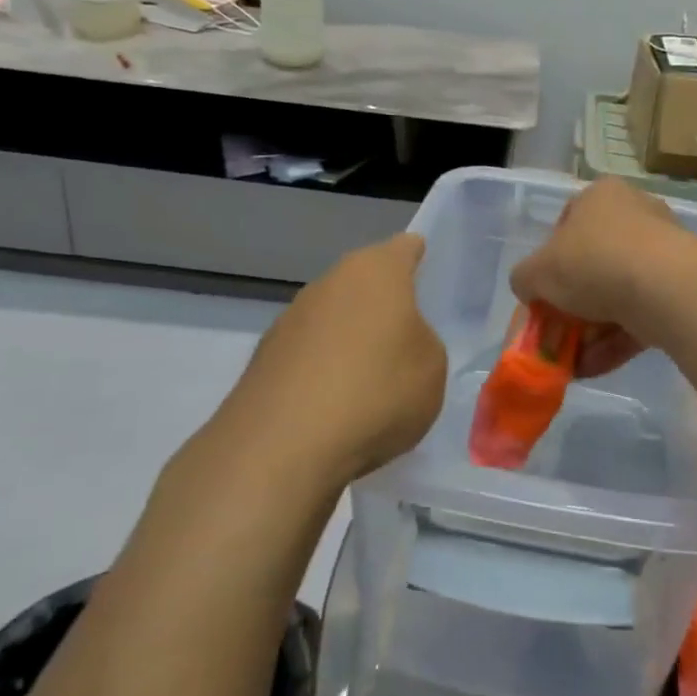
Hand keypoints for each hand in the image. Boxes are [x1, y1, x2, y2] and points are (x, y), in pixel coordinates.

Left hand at [219, 233, 446, 487]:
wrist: (282, 447)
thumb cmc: (376, 391)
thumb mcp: (432, 368)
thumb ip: (422, 342)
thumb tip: (401, 342)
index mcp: (376, 270)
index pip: (405, 248)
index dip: (420, 259)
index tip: (431, 281)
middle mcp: (329, 282)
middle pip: (365, 282)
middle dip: (384, 304)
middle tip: (408, 338)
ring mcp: (290, 318)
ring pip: (334, 318)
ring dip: (351, 339)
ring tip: (372, 382)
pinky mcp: (264, 359)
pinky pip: (309, 355)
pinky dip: (323, 371)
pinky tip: (336, 408)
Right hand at [510, 179, 696, 376]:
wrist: (665, 287)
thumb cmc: (593, 262)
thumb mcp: (537, 271)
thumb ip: (525, 279)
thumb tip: (529, 288)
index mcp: (601, 196)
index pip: (567, 224)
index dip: (550, 262)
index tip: (542, 293)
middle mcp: (636, 214)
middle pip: (594, 263)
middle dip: (573, 305)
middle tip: (557, 334)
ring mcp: (663, 251)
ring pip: (618, 294)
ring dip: (592, 330)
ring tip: (572, 363)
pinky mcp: (681, 287)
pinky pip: (641, 314)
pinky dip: (616, 340)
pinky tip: (594, 368)